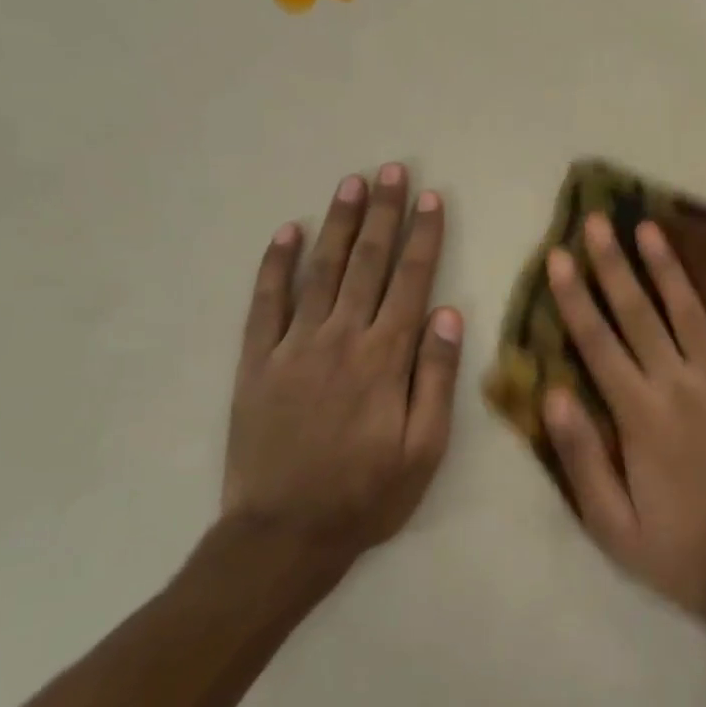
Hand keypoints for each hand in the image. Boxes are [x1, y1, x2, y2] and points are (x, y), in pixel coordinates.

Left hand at [224, 164, 463, 559]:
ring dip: (338, 224)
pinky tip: (287, 232)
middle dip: (384, 213)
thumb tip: (448, 313)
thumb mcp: (424, 449)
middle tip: (393, 171)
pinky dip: (276, 264)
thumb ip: (436, 377)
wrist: (283, 535)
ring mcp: (293, 346)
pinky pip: (266, 302)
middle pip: (368, 263)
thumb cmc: (366, 495)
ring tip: (351, 183)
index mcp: (385, 358)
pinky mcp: (256, 361)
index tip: (432, 198)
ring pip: (321, 270)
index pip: (410, 281)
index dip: (424, 236)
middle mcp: (340, 338)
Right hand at [543, 212, 705, 618]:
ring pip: (693, 314)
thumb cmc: (678, 551)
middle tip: (598, 221)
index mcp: (640, 415)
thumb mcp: (611, 525)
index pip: (597, 344)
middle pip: (640, 314)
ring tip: (651, 228)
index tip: (558, 257)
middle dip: (614, 265)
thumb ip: (581, 457)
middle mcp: (681, 386)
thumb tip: (551, 393)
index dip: (574, 298)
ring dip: (670, 268)